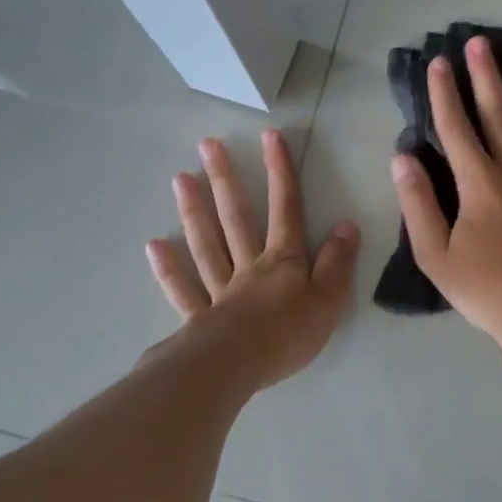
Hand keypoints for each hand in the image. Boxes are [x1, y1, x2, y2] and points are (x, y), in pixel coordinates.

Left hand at [147, 129, 359, 389]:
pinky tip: (155, 246)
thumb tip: (346, 225)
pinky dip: (169, 269)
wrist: (239, 366)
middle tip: (208, 145)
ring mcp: (220, 290)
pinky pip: (183, 289)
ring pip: (207, 245)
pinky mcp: (200, 319)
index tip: (270, 136)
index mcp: (283, 262)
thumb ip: (337, 262)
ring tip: (180, 178)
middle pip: (237, 218)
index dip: (280, 172)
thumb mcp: (329, 298)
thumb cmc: (288, 333)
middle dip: (227, 180)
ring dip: (194, 211)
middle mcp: (249, 267)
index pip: (285, 209)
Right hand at [391, 36, 501, 344]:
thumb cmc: (487, 289)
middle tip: (479, 42)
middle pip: (498, 115)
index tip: (438, 62)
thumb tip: (401, 158)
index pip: (455, 128)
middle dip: (485, 77)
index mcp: (477, 183)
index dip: (444, 93)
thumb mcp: (436, 255)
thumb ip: (417, 204)